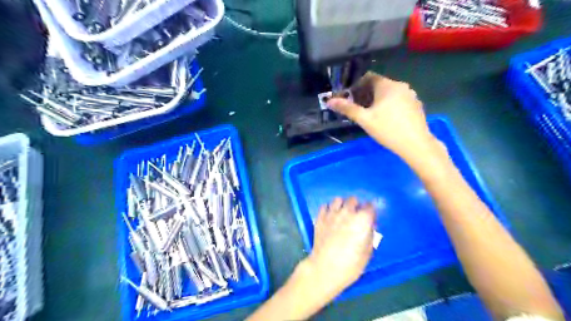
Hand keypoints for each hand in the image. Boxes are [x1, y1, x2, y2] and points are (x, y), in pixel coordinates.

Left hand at [305, 197, 378, 299]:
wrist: (325, 269)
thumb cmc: (350, 265)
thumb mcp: (368, 252)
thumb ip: (369, 235)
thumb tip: (369, 227)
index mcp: (362, 220)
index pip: (370, 206)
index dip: (370, 212)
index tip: (369, 218)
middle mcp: (347, 212)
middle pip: (353, 200)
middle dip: (356, 206)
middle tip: (356, 216)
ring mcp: (332, 213)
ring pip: (338, 200)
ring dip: (342, 205)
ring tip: (342, 214)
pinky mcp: (320, 217)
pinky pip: (325, 206)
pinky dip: (329, 209)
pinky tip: (330, 217)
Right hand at [330, 71, 437, 158]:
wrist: (416, 144)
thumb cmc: (387, 129)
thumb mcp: (364, 119)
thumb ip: (347, 108)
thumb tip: (329, 101)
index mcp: (387, 85)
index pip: (368, 77)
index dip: (356, 86)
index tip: (350, 98)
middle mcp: (400, 85)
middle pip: (378, 85)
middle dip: (365, 94)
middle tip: (358, 108)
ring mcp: (410, 95)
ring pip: (389, 93)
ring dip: (377, 100)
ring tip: (371, 115)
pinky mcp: (416, 105)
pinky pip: (398, 99)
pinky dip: (389, 104)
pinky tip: (387, 119)